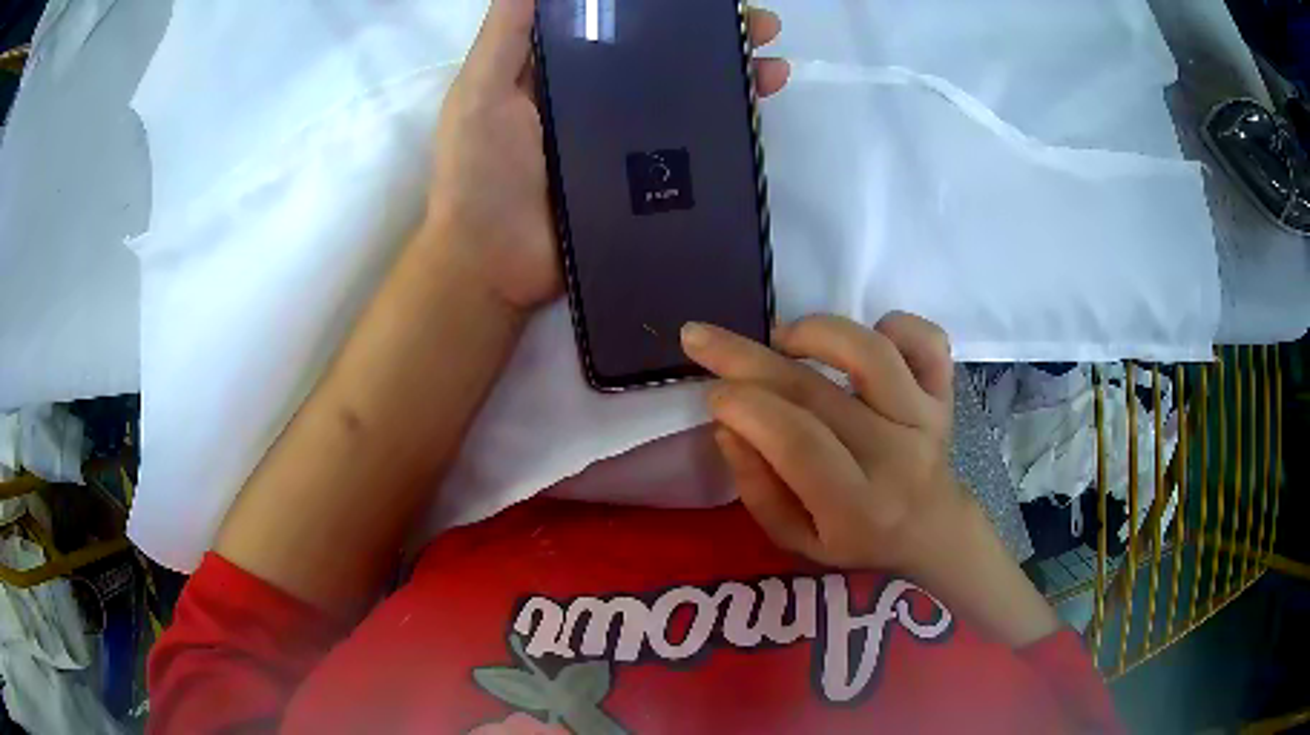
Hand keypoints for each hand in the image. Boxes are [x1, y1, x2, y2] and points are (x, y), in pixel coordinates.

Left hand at [426, 0, 792, 313]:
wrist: (492, 267)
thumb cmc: (479, 174)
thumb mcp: (480, 93)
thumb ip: (506, 36)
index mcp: (561, 72)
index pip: (619, 25)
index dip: (661, 9)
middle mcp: (598, 99)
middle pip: (664, 56)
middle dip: (712, 37)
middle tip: (757, 26)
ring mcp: (625, 142)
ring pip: (687, 96)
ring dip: (731, 74)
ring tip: (771, 63)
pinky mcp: (644, 181)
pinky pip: (691, 148)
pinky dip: (726, 127)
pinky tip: (757, 109)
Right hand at [681, 313, 966, 576]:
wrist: (932, 530)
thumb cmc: (857, 541)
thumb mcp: (795, 539)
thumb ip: (758, 489)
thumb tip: (727, 426)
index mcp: (857, 506)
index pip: (797, 443)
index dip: (746, 408)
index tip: (712, 393)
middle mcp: (896, 456)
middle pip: (818, 392)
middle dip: (747, 358)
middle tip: (701, 337)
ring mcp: (926, 419)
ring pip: (872, 353)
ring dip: (816, 331)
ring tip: (782, 337)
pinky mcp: (944, 392)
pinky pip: (927, 340)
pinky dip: (895, 324)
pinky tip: (863, 338)